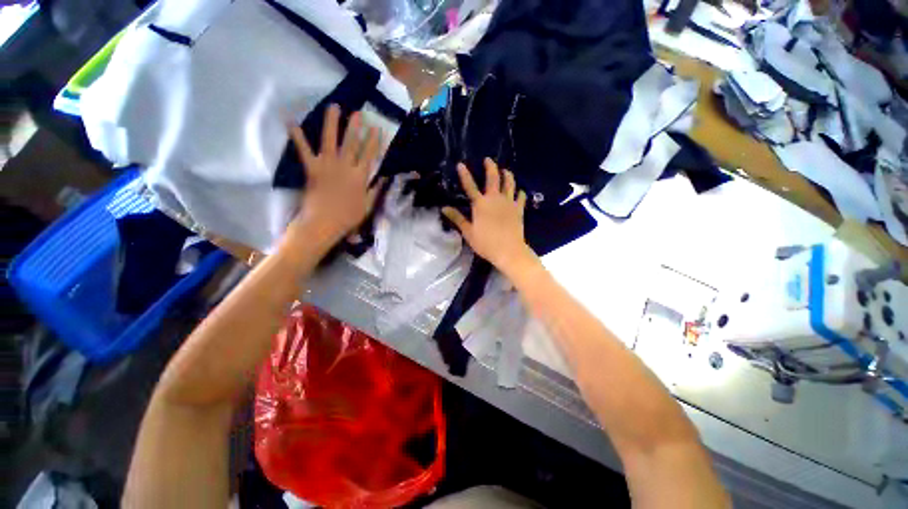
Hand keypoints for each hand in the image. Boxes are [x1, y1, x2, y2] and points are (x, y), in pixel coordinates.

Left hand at [284, 105, 383, 247]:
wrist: (324, 223)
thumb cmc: (348, 217)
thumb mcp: (368, 205)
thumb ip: (375, 190)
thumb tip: (384, 178)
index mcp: (360, 176)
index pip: (369, 154)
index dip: (374, 140)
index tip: (377, 128)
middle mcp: (345, 166)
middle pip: (351, 143)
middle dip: (355, 126)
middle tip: (358, 112)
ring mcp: (327, 165)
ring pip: (330, 140)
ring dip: (332, 122)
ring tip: (333, 107)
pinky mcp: (312, 168)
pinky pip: (303, 149)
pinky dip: (296, 135)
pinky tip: (291, 120)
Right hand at [442, 158, 536, 274]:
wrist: (508, 250)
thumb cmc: (486, 243)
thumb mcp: (468, 232)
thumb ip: (457, 218)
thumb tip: (444, 208)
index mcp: (480, 204)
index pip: (470, 186)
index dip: (465, 174)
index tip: (461, 164)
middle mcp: (495, 198)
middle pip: (493, 178)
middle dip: (490, 167)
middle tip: (488, 159)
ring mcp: (509, 202)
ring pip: (509, 183)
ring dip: (507, 175)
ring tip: (505, 170)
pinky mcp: (519, 209)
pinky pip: (521, 197)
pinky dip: (520, 192)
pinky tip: (520, 191)